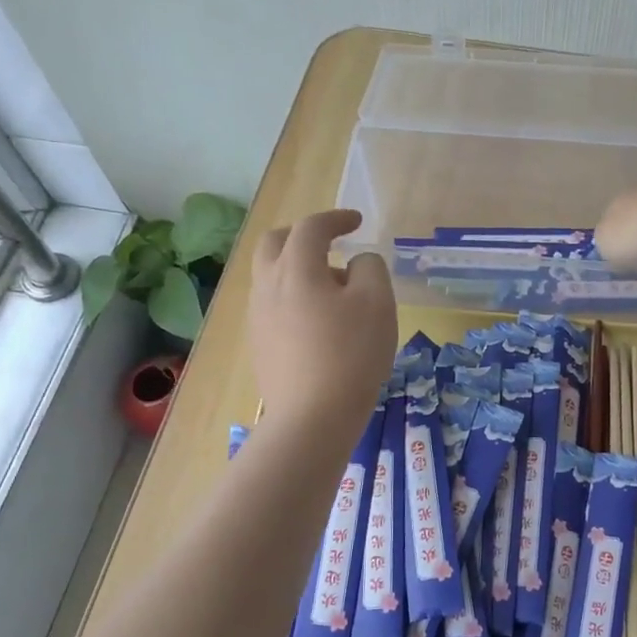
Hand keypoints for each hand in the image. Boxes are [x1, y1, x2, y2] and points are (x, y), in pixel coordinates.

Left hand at [248, 209, 396, 431]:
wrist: (312, 417)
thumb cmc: (351, 354)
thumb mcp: (378, 303)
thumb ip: (370, 268)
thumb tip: (356, 263)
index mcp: (296, 268)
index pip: (311, 227)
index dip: (336, 218)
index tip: (357, 222)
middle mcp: (268, 285)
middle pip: (274, 243)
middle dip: (301, 236)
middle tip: (330, 245)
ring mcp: (258, 316)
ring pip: (270, 275)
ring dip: (297, 268)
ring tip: (332, 290)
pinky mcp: (259, 344)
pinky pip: (271, 304)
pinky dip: (292, 296)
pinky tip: (317, 321)